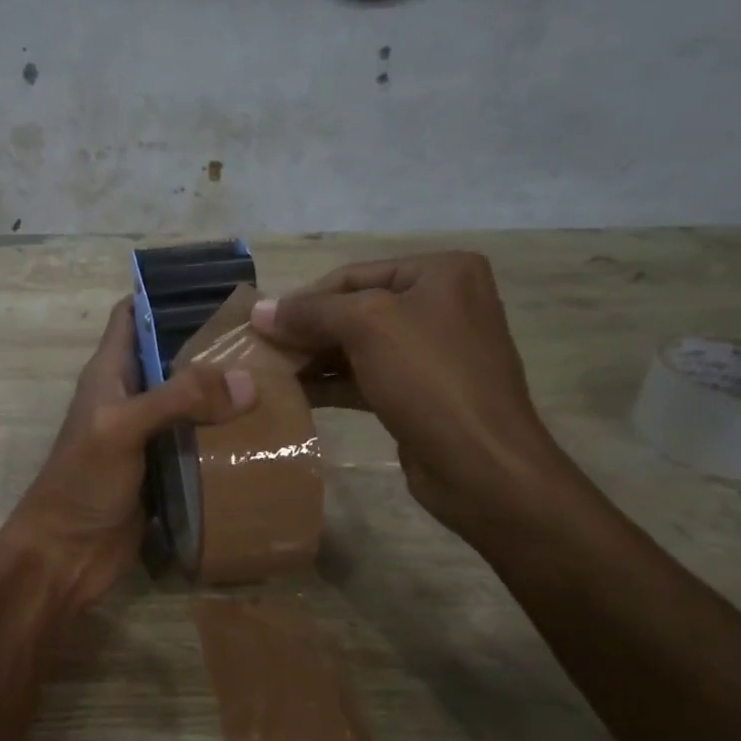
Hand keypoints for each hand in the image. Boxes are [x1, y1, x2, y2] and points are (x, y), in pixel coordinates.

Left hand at [5, 298, 255, 611]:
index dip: (166, 295)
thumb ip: (178, 399)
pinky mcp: (165, 468)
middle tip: (266, 337)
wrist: (67, 555)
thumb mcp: (123, 428)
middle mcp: (130, 395)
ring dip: (224, 392)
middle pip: (172, 356)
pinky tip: (262, 429)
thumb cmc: (82, 482)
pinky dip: (225, 433)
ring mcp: (148, 434)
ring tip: (277, 377)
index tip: (217, 287)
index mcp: (110, 372)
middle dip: (212, 345)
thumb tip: (246, 382)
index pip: (133, 315)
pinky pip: (198, 440)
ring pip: (190, 399)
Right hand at [251, 253, 577, 544]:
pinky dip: (330, 383)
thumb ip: (311, 312)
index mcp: (441, 273)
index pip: (354, 274)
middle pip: (355, 309)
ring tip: (268, 371)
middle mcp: (441, 304)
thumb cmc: (430, 379)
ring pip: (358, 346)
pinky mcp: (421, 393)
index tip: (259, 322)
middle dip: (306, 330)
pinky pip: (366, 377)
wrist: (482, 467)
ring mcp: (433, 352)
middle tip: (259, 348)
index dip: (303, 297)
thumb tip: (259, 311)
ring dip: (313, 357)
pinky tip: (294, 393)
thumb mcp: (367, 326)